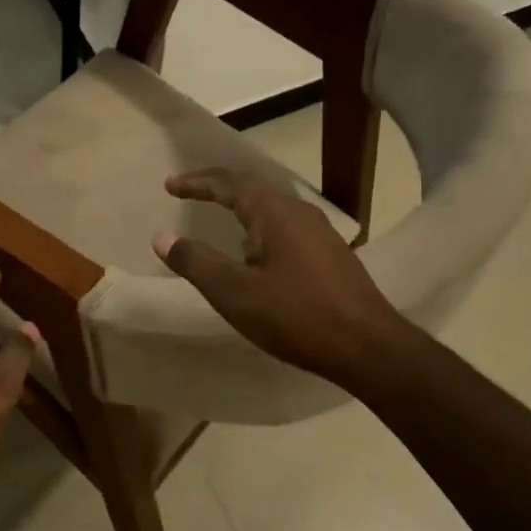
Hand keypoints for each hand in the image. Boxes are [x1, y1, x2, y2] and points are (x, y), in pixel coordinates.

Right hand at [153, 167, 409, 385]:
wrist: (368, 347)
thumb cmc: (296, 316)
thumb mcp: (234, 293)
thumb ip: (195, 262)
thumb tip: (162, 237)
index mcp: (273, 212)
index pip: (227, 184)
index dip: (196, 183)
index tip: (169, 185)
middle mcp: (298, 211)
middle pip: (251, 188)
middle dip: (217, 187)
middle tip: (189, 190)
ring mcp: (319, 231)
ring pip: (271, 206)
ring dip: (240, 205)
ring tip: (219, 214)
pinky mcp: (330, 253)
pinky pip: (285, 225)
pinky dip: (259, 224)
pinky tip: (256, 248)